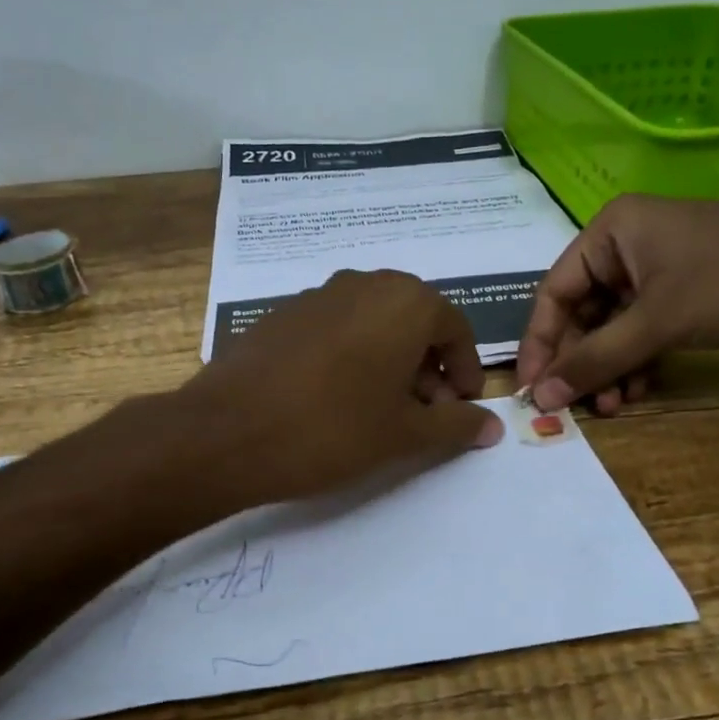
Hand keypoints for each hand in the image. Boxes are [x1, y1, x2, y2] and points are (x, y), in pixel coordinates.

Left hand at [183, 270, 503, 503]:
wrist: (227, 432)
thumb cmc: (332, 429)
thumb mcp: (405, 434)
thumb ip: (455, 425)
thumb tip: (491, 426)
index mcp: (405, 302)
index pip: (455, 328)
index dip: (465, 369)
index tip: (461, 405)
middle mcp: (364, 284)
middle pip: (414, 320)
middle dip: (428, 365)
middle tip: (425, 411)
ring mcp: (317, 295)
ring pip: (373, 322)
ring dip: (390, 359)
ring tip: (382, 408)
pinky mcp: (281, 313)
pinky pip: (335, 328)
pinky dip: (351, 355)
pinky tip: (335, 397)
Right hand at [517, 195, 718, 412]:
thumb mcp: (655, 323)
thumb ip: (595, 360)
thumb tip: (542, 398)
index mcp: (609, 231)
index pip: (554, 291)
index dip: (541, 343)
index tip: (532, 388)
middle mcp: (626, 243)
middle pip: (583, 310)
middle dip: (582, 361)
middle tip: (577, 405)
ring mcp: (657, 266)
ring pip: (613, 324)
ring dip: (608, 366)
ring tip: (610, 407)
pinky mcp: (683, 288)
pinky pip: (642, 326)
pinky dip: (636, 358)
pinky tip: (636, 390)